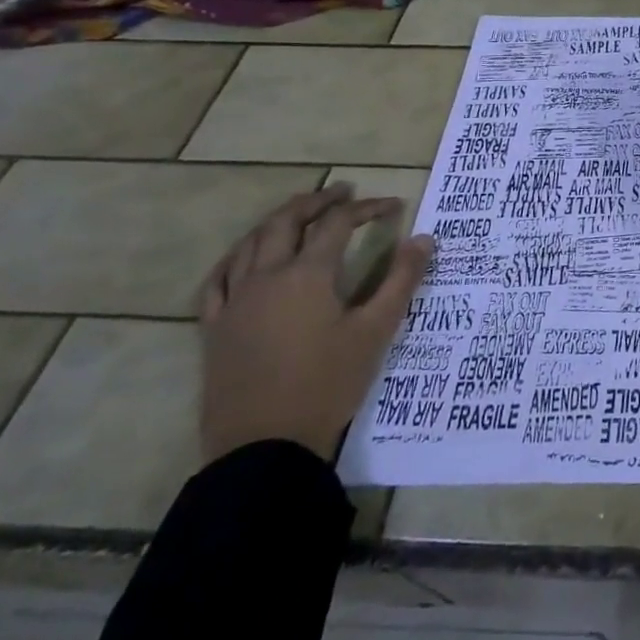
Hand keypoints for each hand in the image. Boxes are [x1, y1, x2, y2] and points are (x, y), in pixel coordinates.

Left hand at [198, 183, 431, 463]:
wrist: (264, 447)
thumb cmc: (328, 384)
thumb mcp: (376, 331)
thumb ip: (402, 280)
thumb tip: (424, 238)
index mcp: (307, 274)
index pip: (339, 223)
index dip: (368, 208)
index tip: (394, 206)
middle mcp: (266, 277)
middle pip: (287, 220)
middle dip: (318, 201)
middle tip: (344, 192)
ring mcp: (234, 301)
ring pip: (250, 243)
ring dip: (279, 220)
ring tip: (301, 214)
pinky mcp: (214, 328)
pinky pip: (218, 279)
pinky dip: (236, 258)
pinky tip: (246, 258)